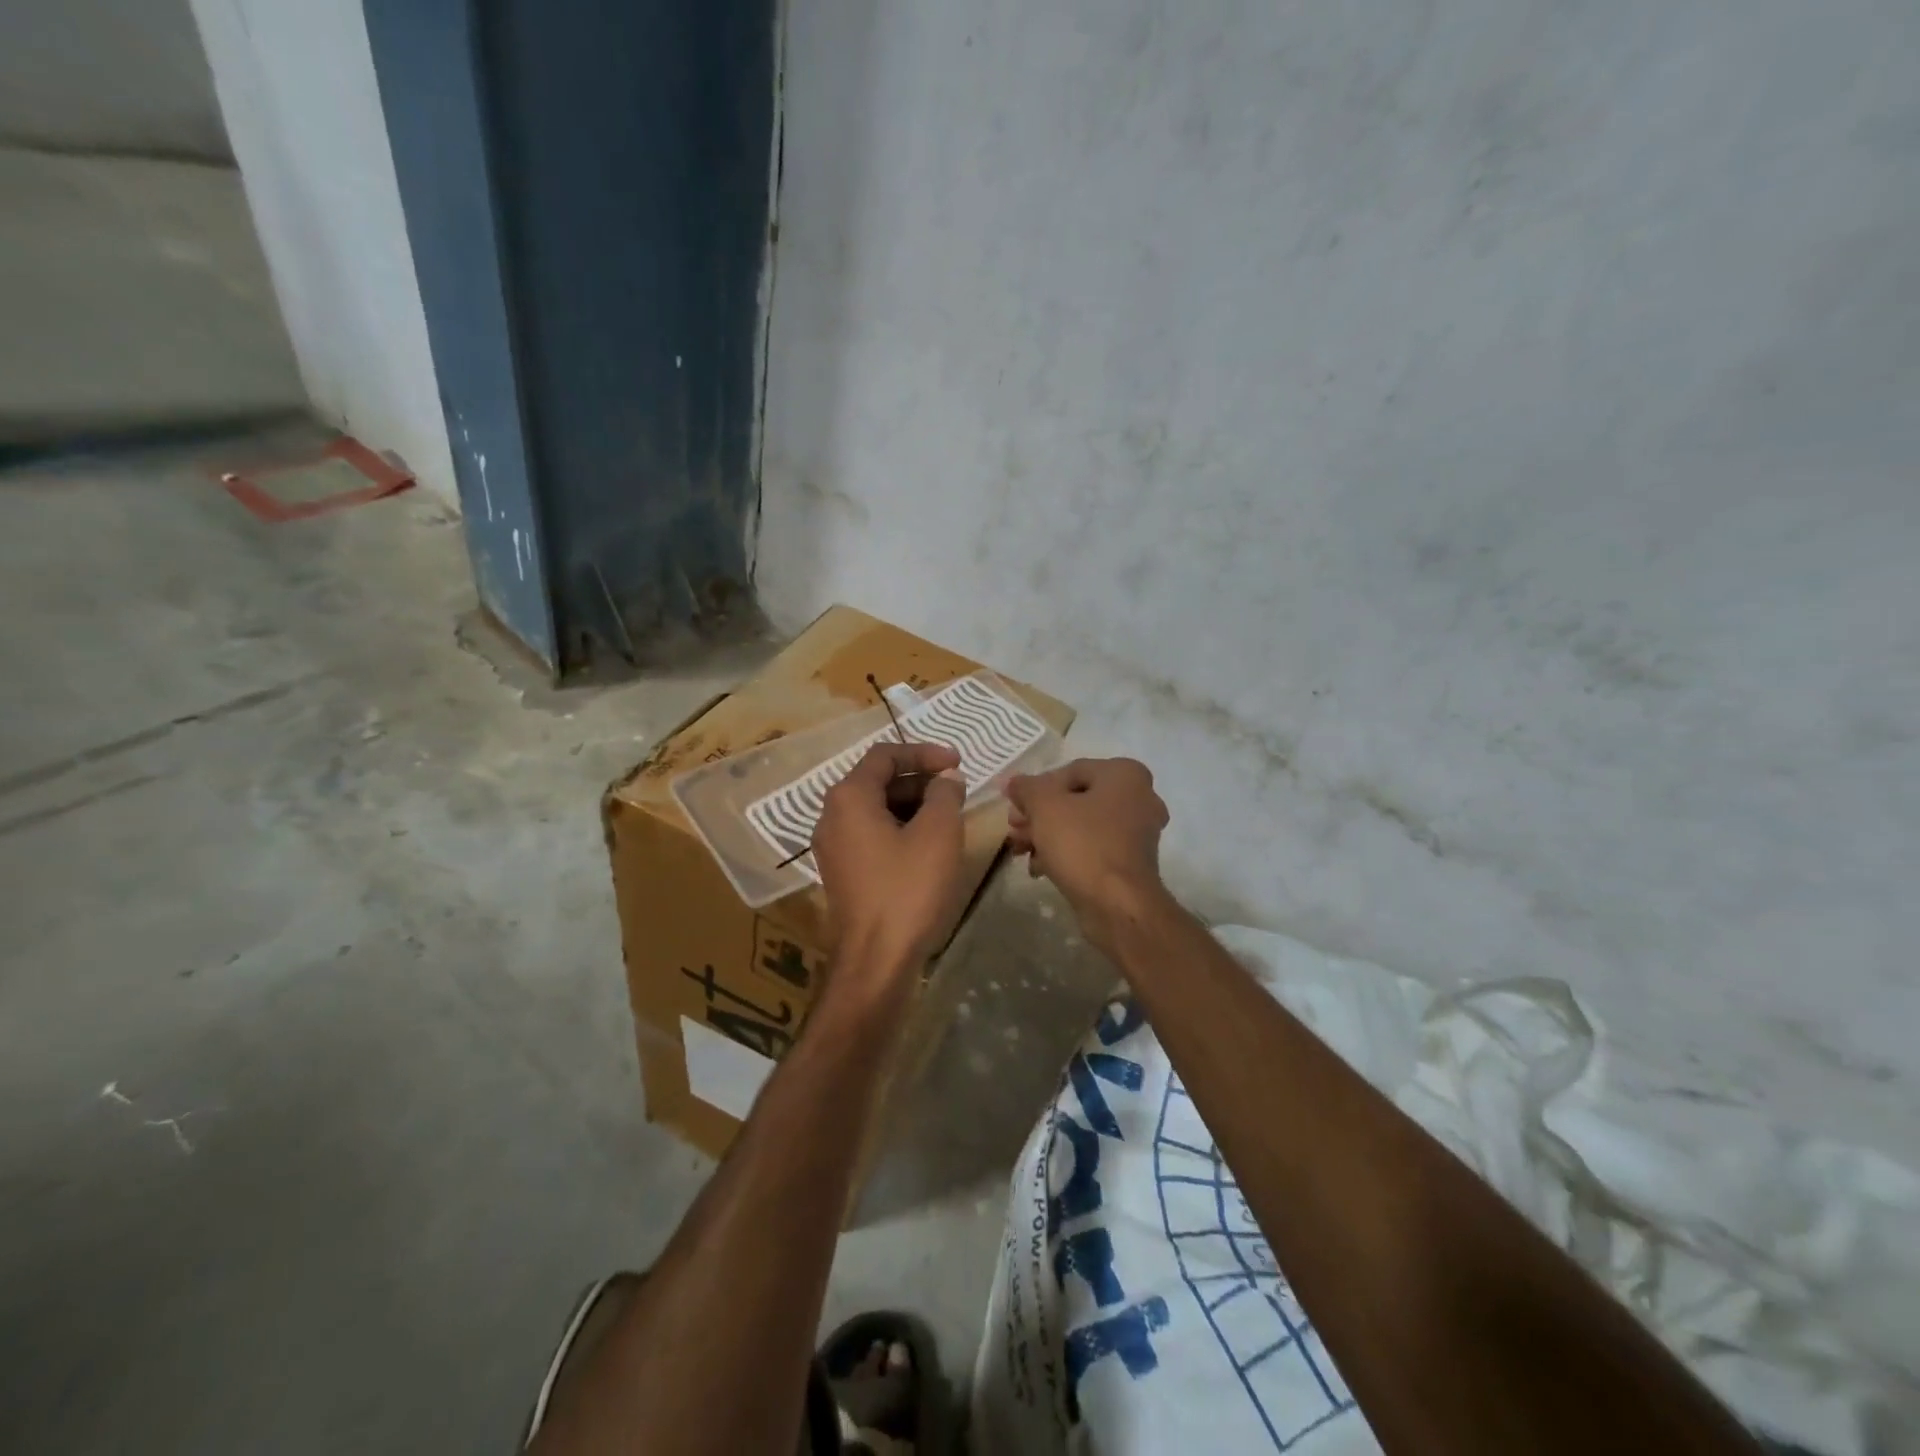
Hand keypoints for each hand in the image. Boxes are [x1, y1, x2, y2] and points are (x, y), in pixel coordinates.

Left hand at [813, 741, 967, 982]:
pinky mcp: (841, 871)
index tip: (958, 763)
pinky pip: (871, 834)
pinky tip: (928, 845)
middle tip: (956, 790)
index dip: (925, 752)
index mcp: (849, 797)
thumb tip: (947, 778)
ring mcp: (833, 846)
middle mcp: (832, 815)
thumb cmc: (908, 889)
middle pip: (878, 780)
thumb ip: (945, 794)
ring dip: (912, 805)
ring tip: (948, 817)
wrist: (876, 960)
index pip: (885, 754)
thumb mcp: (938, 833)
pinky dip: (900, 828)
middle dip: (920, 780)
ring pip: (876, 809)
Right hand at [1006, 758, 1170, 953]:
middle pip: (1075, 799)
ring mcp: (1138, 832)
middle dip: (1039, 815)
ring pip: (1082, 825)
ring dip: (1047, 835)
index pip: (1069, 771)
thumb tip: (1012, 781)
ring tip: (1020, 851)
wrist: (1118, 905)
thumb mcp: (1044, 807)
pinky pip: (1093, 848)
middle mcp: (1139, 797)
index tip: (1013, 807)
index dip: (1035, 788)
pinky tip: (1039, 868)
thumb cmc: (1082, 844)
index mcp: (1124, 774)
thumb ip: (1025, 788)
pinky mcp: (1131, 862)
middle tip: (1013, 830)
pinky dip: (1066, 853)